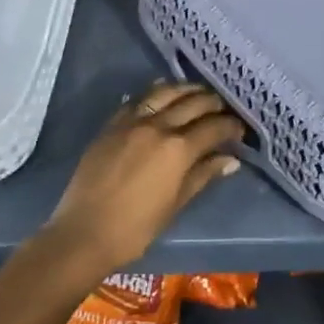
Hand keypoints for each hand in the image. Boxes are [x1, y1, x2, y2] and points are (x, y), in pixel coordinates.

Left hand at [45, 81, 244, 271]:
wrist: (84, 233)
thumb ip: (203, 175)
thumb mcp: (176, 203)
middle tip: (223, 109)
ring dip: (186, 89)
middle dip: (213, 103)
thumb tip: (230, 160)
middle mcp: (158, 126)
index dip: (231, 126)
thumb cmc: (136, 228)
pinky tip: (163, 94)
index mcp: (178, 149)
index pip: (214, 127)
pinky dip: (155, 93)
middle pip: (194, 102)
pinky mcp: (112, 124)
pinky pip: (138, 99)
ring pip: (165, 92)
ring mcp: (132, 121)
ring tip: (197, 93)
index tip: (239, 130)